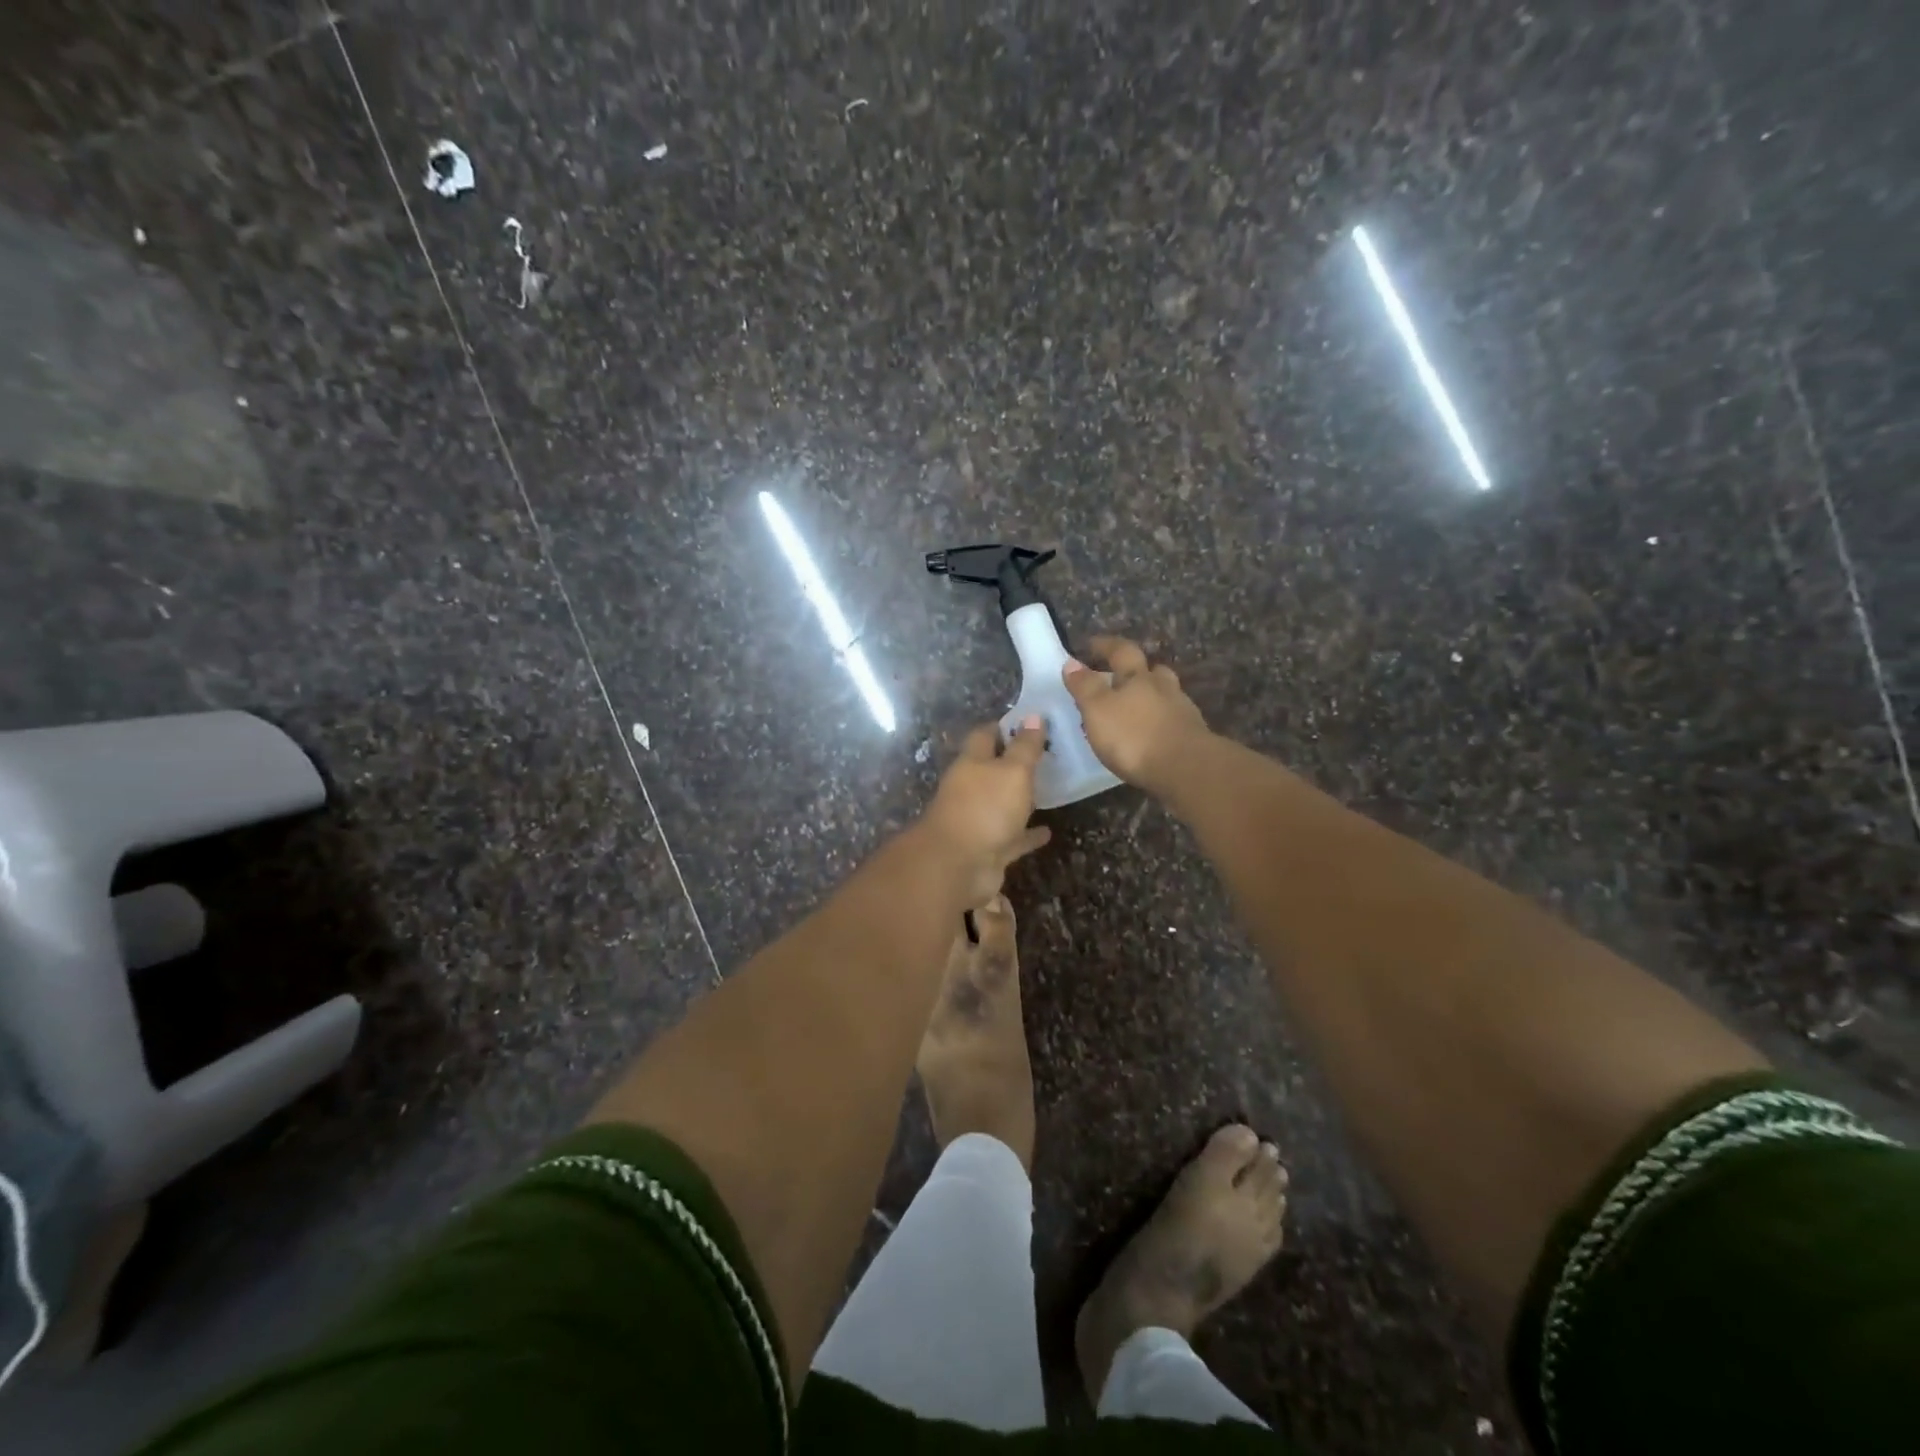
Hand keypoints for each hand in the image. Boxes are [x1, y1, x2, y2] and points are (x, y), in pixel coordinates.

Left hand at [919, 718, 1053, 907]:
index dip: (1005, 727)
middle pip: (993, 770)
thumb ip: (1025, 747)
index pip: (985, 735)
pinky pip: (1012, 838)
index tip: (1031, 722)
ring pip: (1002, 804)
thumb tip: (1033, 715)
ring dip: (1021, 799)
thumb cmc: (985, 808)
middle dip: (1015, 763)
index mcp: (972, 763)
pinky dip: (1028, 835)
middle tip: (1047, 756)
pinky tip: (1047, 832)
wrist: (958, 866)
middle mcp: (971, 789)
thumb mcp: (1012, 771)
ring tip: (1051, 790)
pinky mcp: (988, 849)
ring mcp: (978, 820)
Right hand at [1063, 635, 1211, 795]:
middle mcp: (1163, 688)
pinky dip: (1161, 722)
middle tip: (1122, 677)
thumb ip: (1085, 687)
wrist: (1185, 768)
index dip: (1105, 646)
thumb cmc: (1134, 736)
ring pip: (1166, 695)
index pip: (1121, 652)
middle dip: (1137, 670)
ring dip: (1152, 698)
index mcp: (1138, 677)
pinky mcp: (1193, 736)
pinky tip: (1153, 735)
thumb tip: (1072, 663)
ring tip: (1136, 710)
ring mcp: (1182, 711)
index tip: (1092, 644)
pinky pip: (1173, 720)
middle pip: (1152, 671)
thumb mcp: (1098, 710)